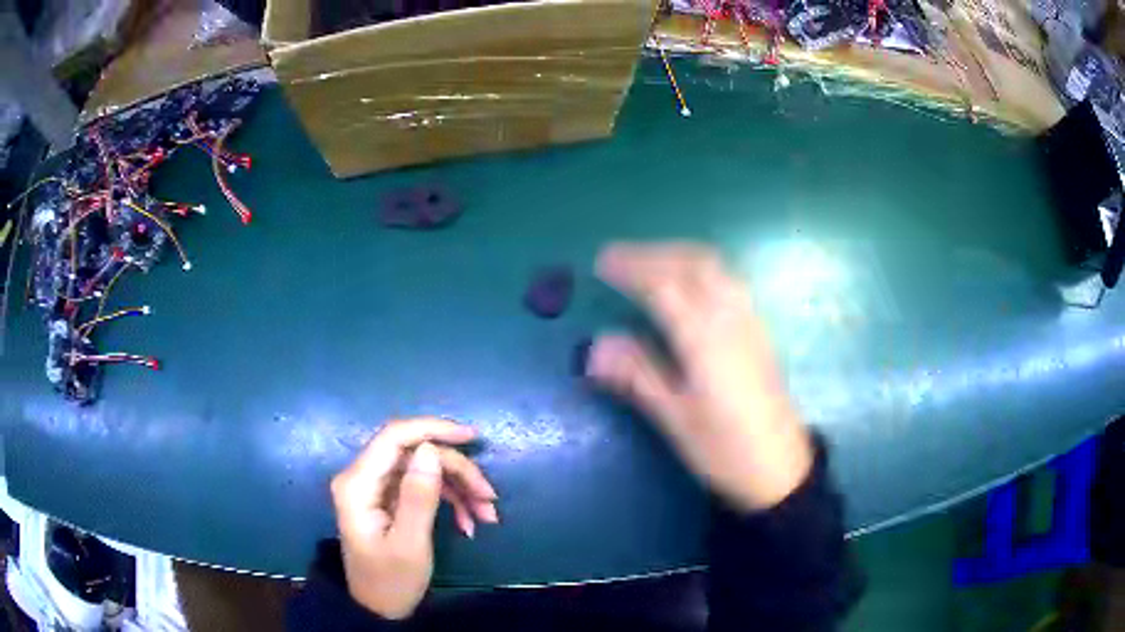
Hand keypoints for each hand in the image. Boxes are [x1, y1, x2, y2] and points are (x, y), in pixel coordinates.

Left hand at [330, 418, 498, 618]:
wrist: (379, 609)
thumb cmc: (391, 581)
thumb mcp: (410, 544)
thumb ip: (418, 497)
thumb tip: (431, 450)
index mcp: (358, 483)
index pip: (394, 437)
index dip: (434, 430)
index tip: (472, 438)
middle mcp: (363, 477)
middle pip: (415, 454)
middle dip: (456, 471)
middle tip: (489, 498)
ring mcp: (377, 488)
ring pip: (424, 469)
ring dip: (459, 488)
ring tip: (487, 515)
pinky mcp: (389, 499)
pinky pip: (424, 487)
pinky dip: (451, 501)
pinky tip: (469, 524)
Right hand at [587, 242, 812, 511]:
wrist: (781, 468)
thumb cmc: (725, 450)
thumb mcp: (676, 420)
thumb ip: (638, 377)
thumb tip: (595, 347)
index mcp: (706, 341)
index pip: (664, 285)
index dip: (632, 268)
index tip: (601, 262)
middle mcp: (730, 319)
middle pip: (692, 264)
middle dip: (653, 253)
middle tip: (618, 258)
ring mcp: (749, 321)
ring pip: (714, 267)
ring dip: (677, 254)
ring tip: (648, 263)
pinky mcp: (758, 330)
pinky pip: (728, 278)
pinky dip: (699, 266)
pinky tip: (688, 283)